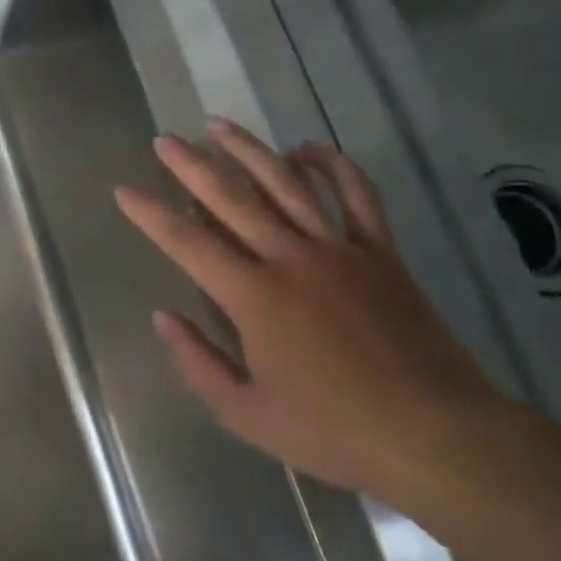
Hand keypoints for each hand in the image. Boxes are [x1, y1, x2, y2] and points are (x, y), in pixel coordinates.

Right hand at [115, 118, 509, 497]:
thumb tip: (163, 317)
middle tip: (164, 140)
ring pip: (286, 184)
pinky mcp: (381, 254)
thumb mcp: (246, 413)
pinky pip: (357, 196)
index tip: (124, 190)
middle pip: (232, 198)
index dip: (151, 214)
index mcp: (254, 297)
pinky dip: (333, 165)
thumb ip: (197, 361)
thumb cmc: (333, 430)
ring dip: (249, 150)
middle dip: (191, 166)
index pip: (188, 243)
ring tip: (218, 125)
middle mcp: (291, 258)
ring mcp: (340, 250)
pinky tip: (307, 148)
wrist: (436, 435)